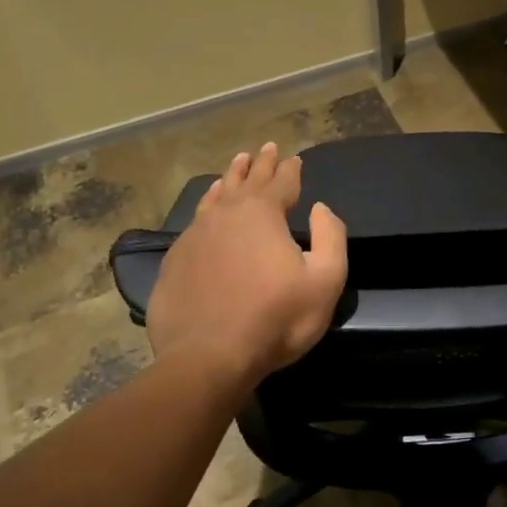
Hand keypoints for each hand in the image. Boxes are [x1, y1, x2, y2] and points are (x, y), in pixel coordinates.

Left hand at [145, 143, 347, 390]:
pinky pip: (196, 220)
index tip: (295, 158)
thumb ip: (332, 237)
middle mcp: (227, 214)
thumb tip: (320, 209)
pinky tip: (208, 207)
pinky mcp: (175, 259)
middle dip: (260, 163)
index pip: (282, 181)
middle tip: (266, 148)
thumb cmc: (276, 319)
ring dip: (230, 178)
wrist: (208, 358)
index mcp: (263, 213)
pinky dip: (207, 205)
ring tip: (236, 164)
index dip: (291, 169)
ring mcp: (196, 235)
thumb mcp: (325, 280)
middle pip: (247, 180)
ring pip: (216, 195)